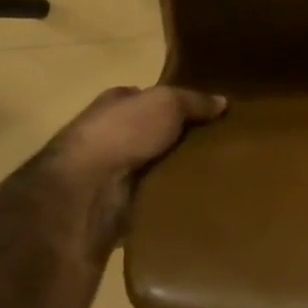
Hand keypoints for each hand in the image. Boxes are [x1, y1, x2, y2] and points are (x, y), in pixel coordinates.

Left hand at [43, 85, 227, 260]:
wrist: (84, 195)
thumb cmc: (122, 134)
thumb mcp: (166, 103)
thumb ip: (194, 101)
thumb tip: (223, 102)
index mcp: (115, 104)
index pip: (148, 98)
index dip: (176, 102)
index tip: (209, 113)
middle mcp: (109, 136)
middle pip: (153, 134)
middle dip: (180, 140)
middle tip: (221, 146)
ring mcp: (110, 174)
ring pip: (153, 168)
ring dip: (175, 173)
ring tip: (217, 176)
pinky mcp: (115, 209)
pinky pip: (151, 201)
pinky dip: (168, 201)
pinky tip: (196, 201)